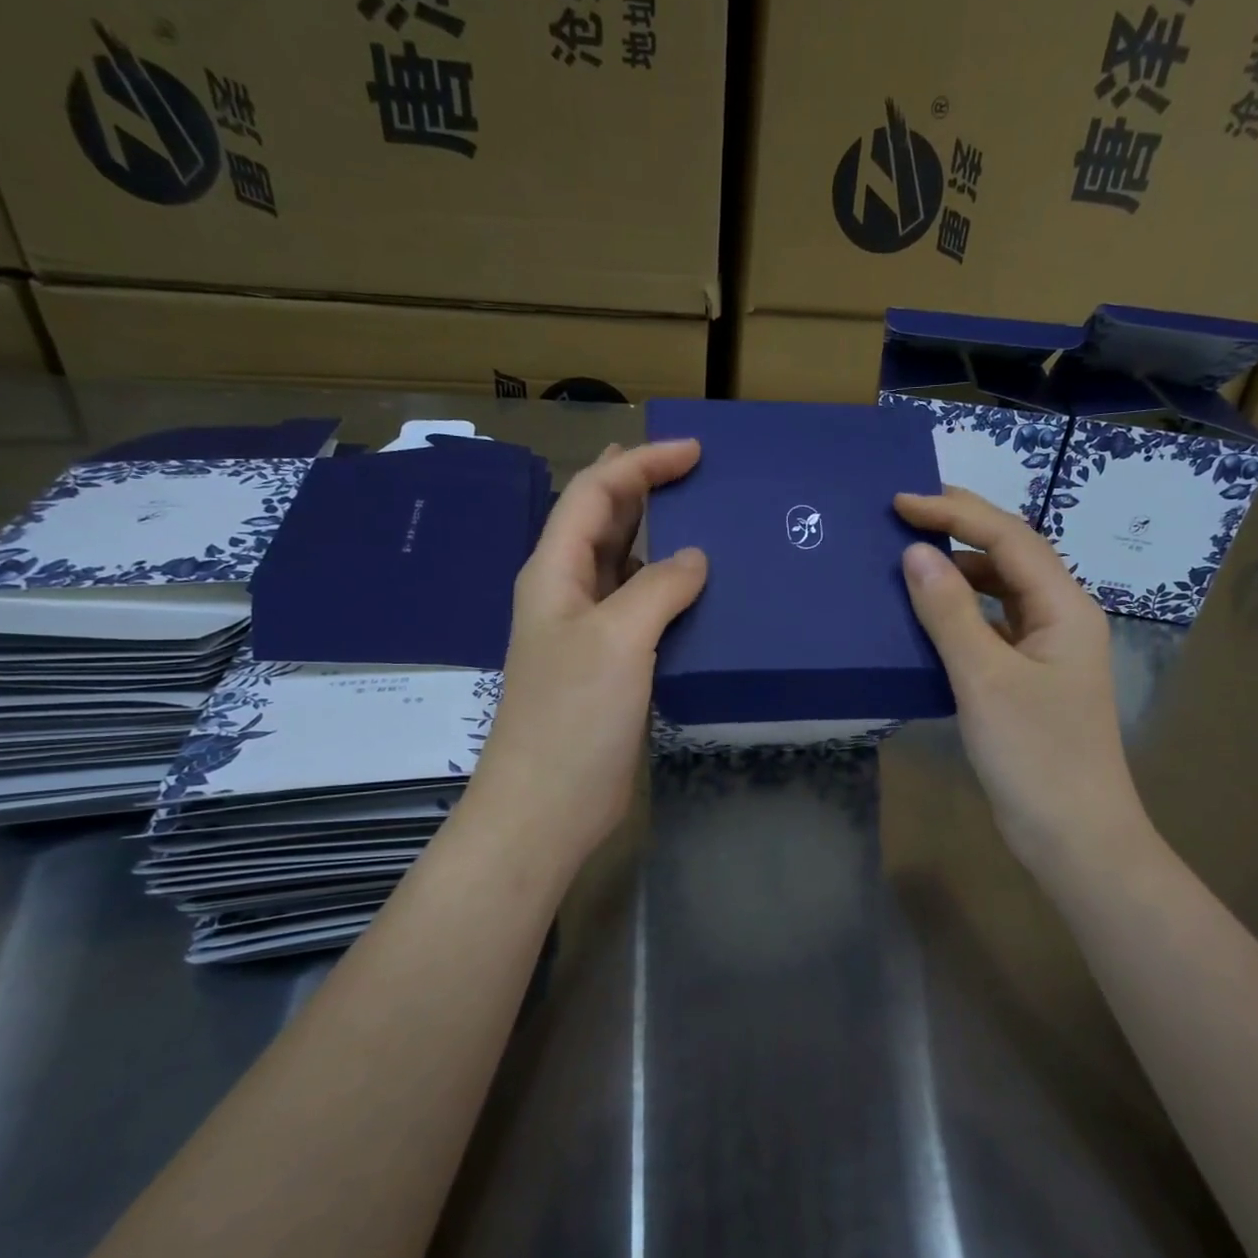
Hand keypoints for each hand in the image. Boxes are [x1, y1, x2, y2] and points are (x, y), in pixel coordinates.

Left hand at [458, 440, 706, 876]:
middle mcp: (568, 591)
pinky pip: (642, 607)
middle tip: (701, 474)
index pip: (595, 493)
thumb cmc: (573, 717)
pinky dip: (670, 588)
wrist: (547, 806)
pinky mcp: (611, 663)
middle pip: (605, 520)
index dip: (641, 463)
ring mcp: (589, 629)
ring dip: (660, 537)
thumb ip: (658, 587)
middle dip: (647, 488)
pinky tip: (703, 589)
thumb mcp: (617, 639)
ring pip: (625, 563)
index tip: (694, 452)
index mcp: (555, 570)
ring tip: (710, 521)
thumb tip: (696, 558)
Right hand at [894, 488, 1157, 876]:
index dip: (954, 513)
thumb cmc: (1035, 755)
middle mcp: (1061, 617)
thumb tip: (915, 553)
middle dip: (959, 530)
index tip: (900, 502)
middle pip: (1009, 555)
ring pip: (1000, 592)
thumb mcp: (984, 679)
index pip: (1008, 537)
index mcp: (1064, 607)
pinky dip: (959, 613)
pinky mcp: (1029, 678)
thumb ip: (949, 612)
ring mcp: (1047, 649)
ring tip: (909, 561)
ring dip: (958, 571)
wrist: (1074, 837)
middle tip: (902, 516)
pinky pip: (991, 627)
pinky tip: (927, 617)